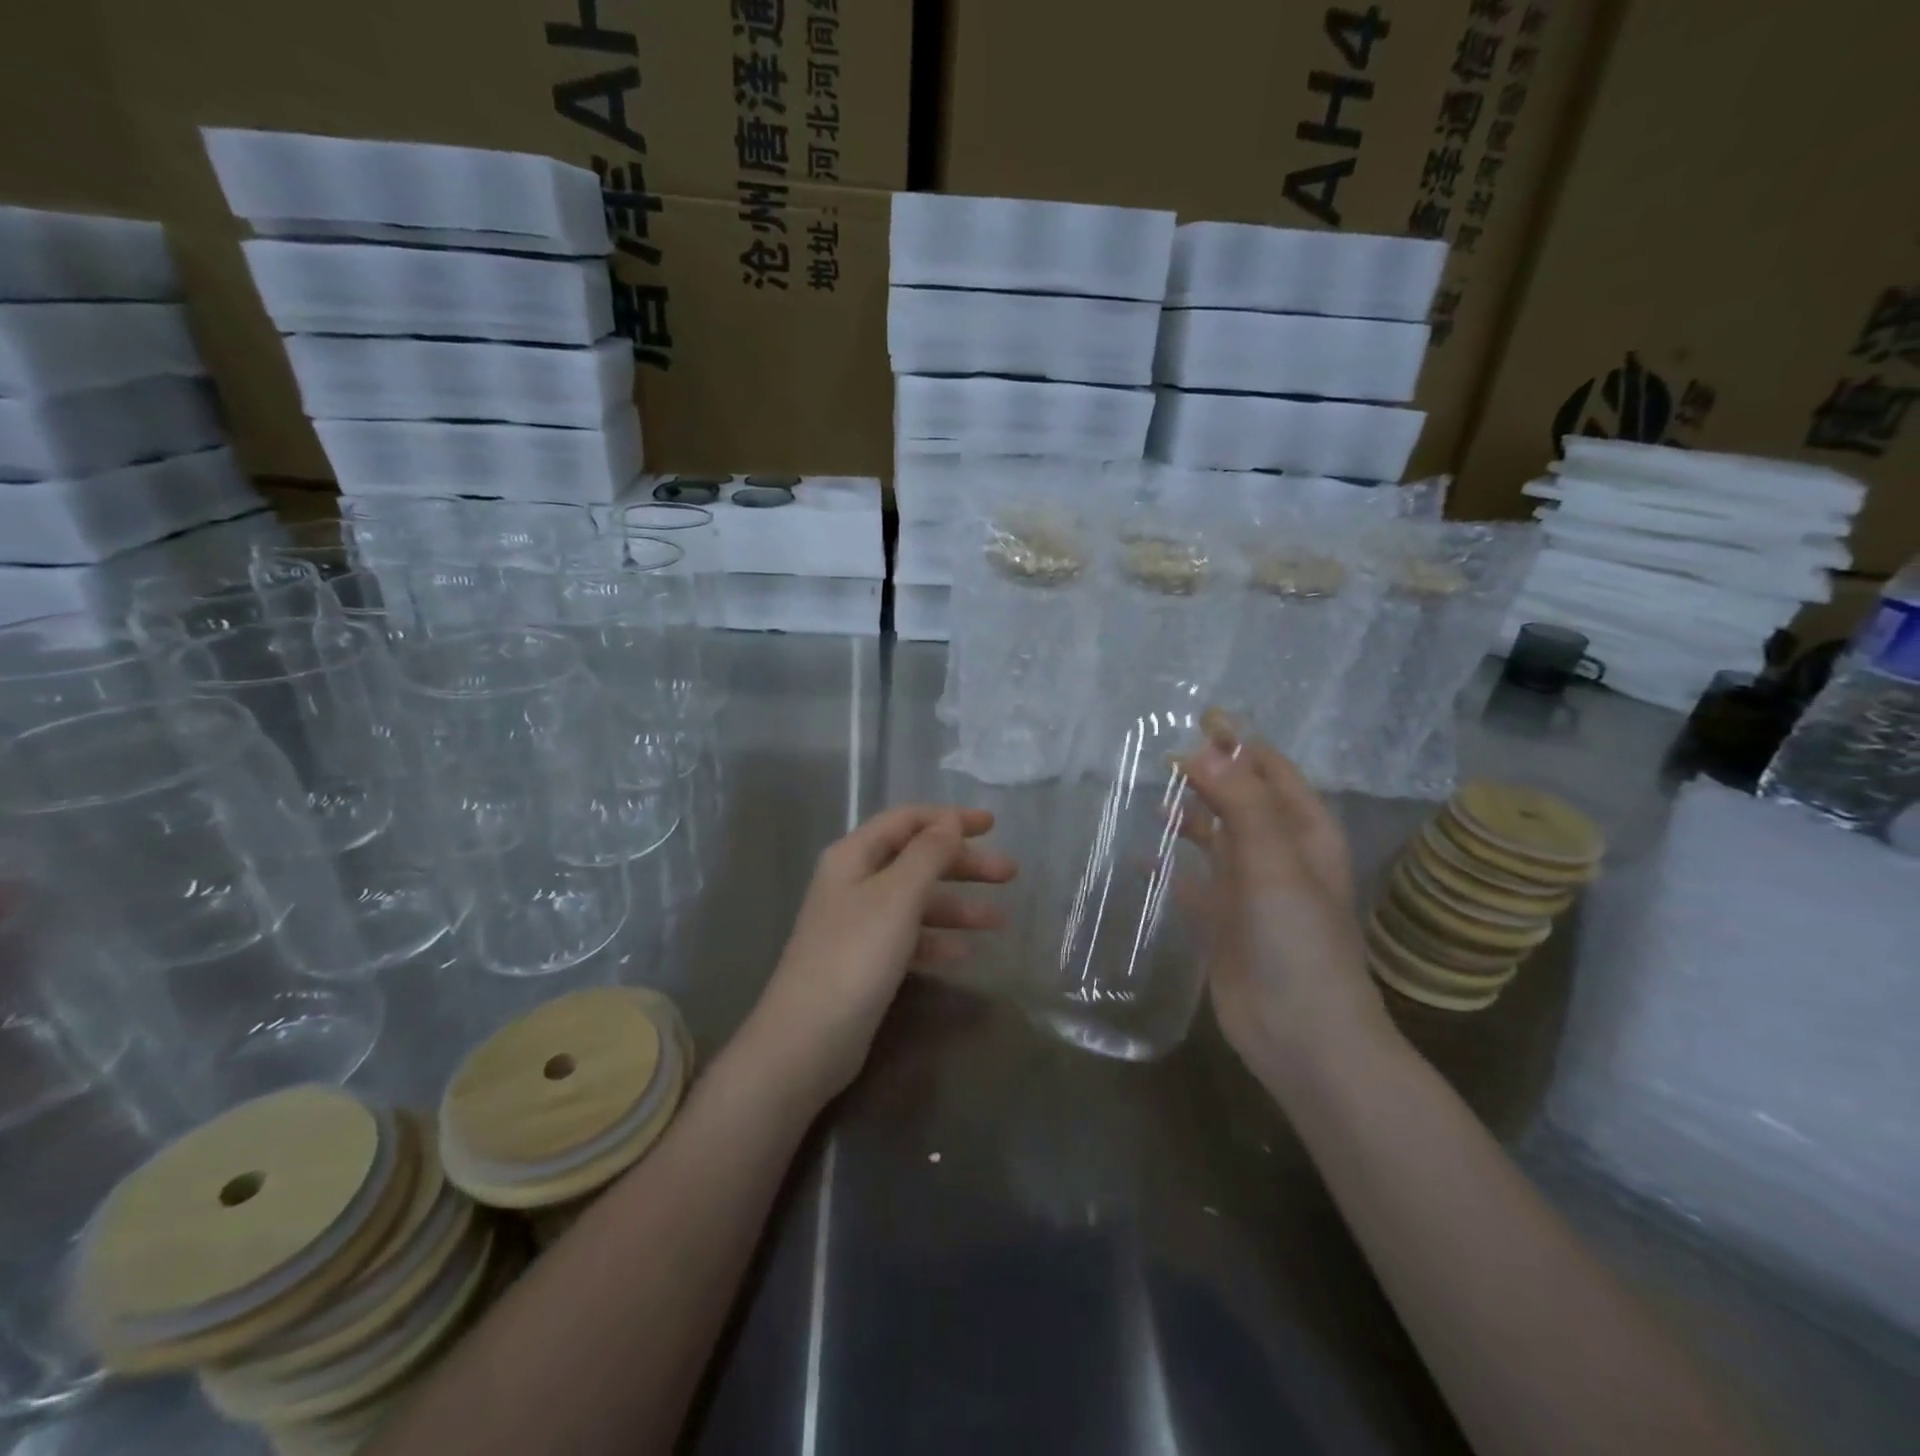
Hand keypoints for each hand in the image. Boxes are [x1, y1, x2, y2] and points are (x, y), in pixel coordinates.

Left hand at [747, 805, 1016, 1099]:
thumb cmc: (855, 955)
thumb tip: (950, 820)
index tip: (993, 825)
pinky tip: (964, 954)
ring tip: (1000, 921)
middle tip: (1009, 874)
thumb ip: (928, 854)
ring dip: (957, 906)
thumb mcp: (897, 896)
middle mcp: (854, 882)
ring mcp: (858, 923)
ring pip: (916, 901)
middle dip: (963, 864)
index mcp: (854, 856)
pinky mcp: (865, 961)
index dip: (950, 818)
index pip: (907, 820)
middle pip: (916, 860)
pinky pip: (909, 938)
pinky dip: (936, 941)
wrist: (808, 1039)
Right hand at [1180, 723, 1391, 1094]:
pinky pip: (1190, 883)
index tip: (1199, 717)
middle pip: (1240, 799)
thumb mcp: (1274, 862)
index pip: (1270, 771)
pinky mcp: (1222, 922)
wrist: (1302, 1036)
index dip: (1239, 742)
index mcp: (1304, 833)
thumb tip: (1200, 749)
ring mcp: (1248, 889)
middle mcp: (1278, 854)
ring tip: (1149, 797)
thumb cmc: (1298, 942)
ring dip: (1188, 816)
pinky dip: (1168, 868)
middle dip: (1208, 774)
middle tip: (1161, 752)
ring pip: (1214, 838)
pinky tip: (1139, 860)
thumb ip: (1239, 802)